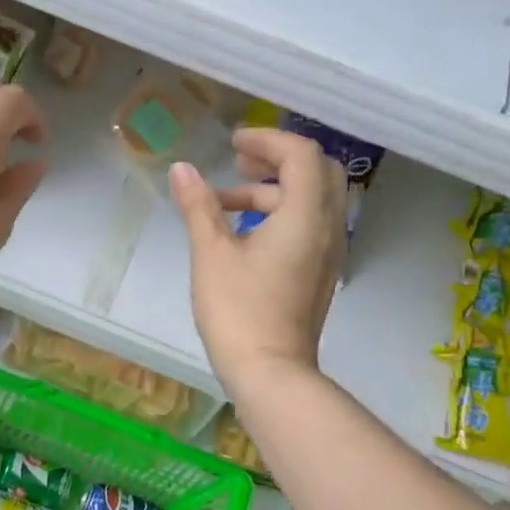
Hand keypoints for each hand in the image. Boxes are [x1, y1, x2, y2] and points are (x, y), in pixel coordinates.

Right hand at [170, 127, 348, 393]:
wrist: (270, 371)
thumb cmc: (238, 309)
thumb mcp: (210, 253)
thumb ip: (199, 206)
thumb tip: (182, 169)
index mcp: (305, 215)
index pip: (301, 154)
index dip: (267, 139)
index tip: (232, 143)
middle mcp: (328, 227)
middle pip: (317, 171)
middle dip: (278, 159)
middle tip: (238, 161)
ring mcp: (328, 252)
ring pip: (313, 200)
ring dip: (273, 189)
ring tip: (224, 203)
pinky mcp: (319, 273)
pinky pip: (309, 225)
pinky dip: (281, 214)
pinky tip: (243, 234)